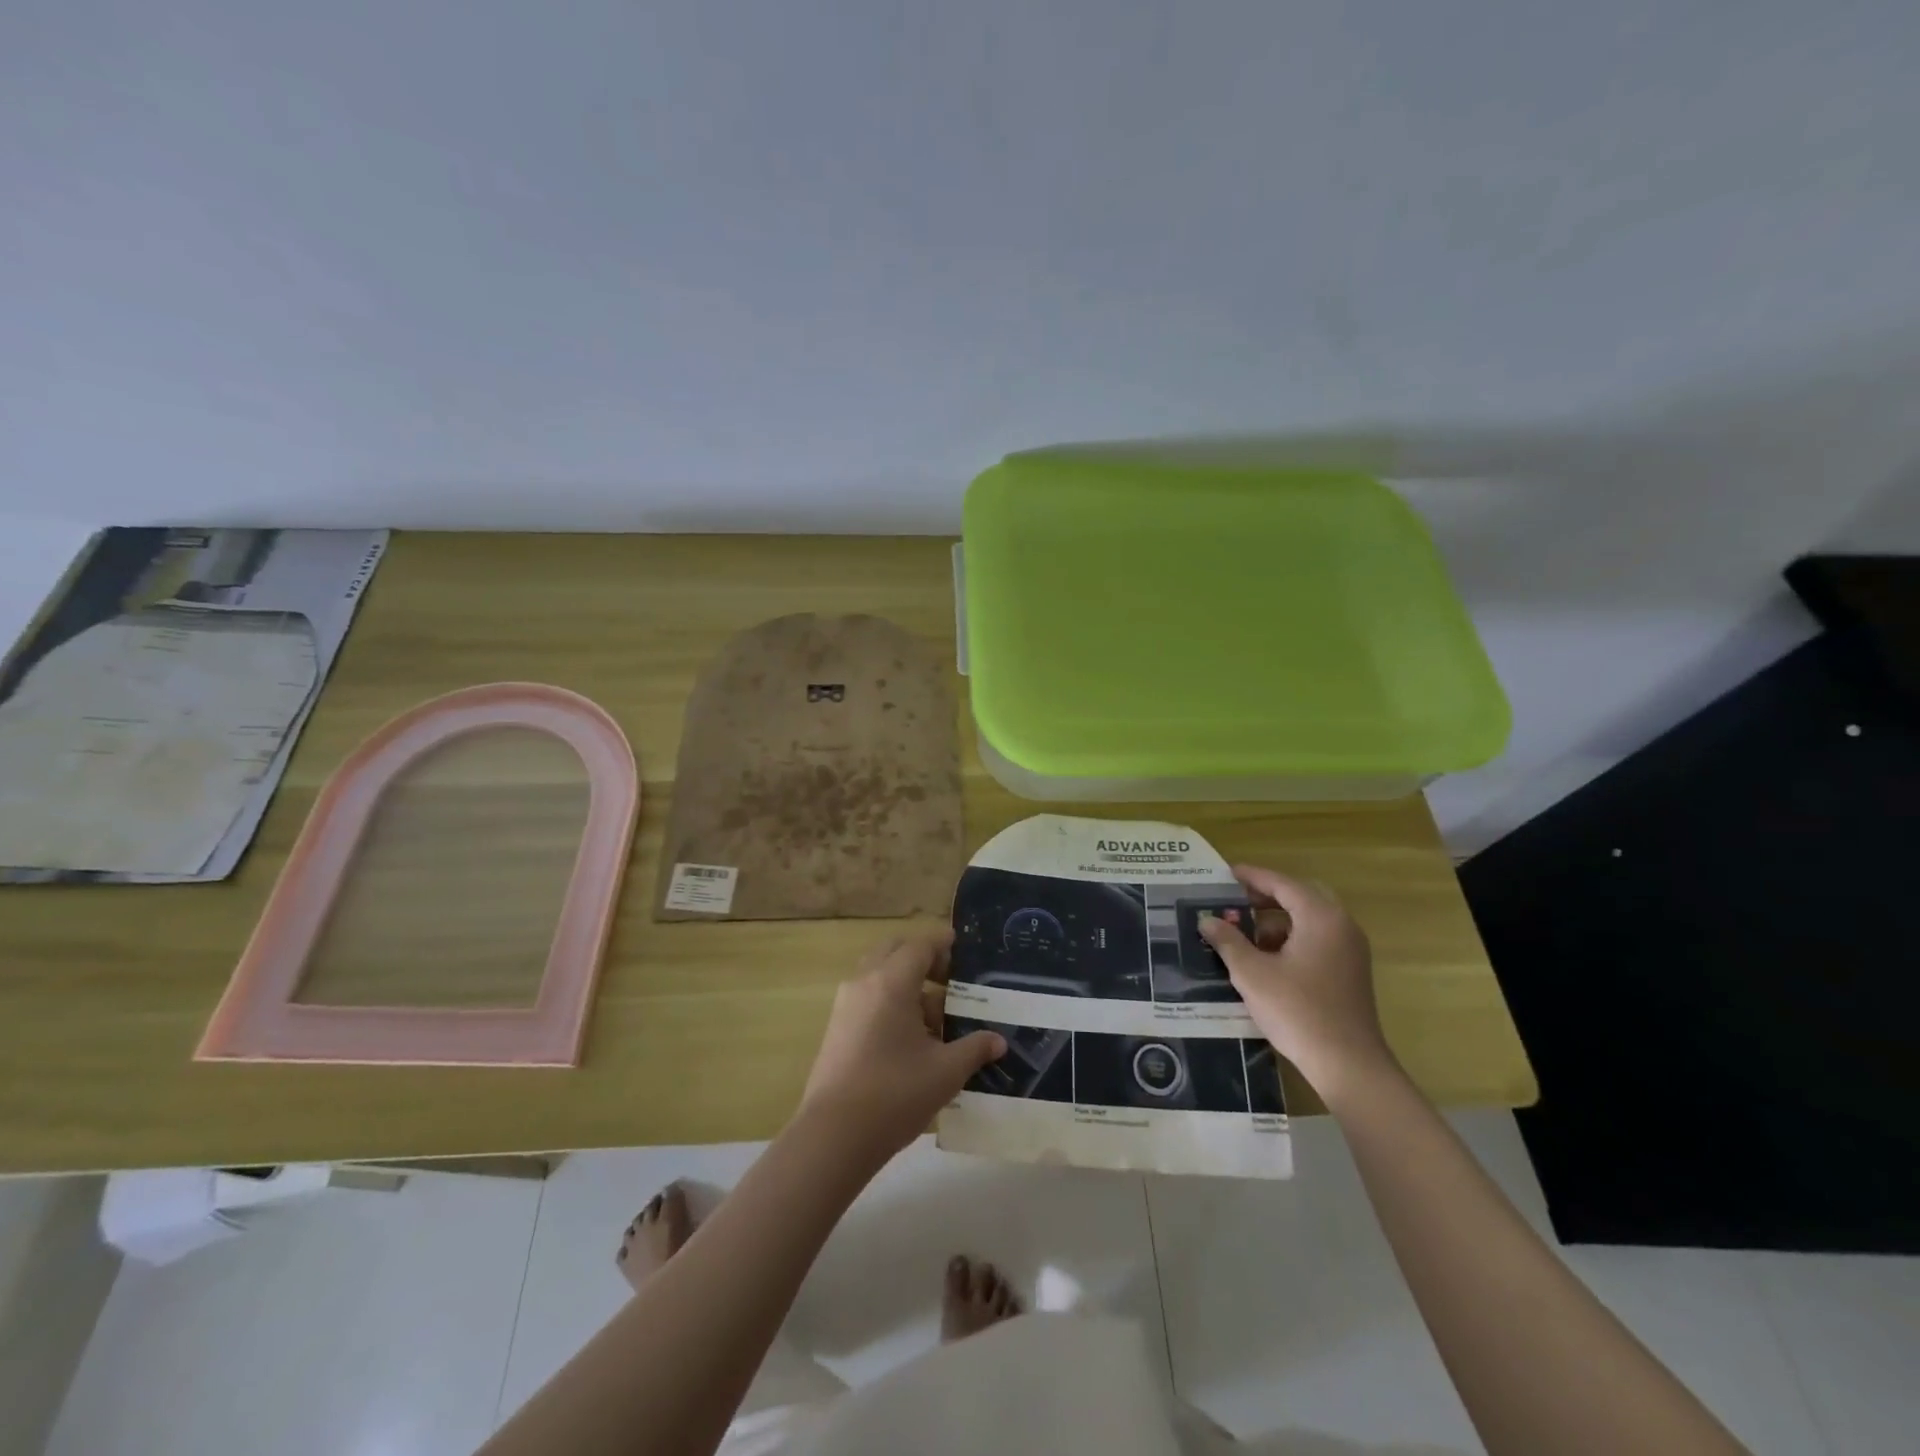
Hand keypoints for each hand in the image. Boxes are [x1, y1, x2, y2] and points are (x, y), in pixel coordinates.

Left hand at [797, 928, 1006, 1163]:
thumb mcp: (945, 1071)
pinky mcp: (837, 1029)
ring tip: (937, 1019)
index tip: (962, 948)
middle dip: (923, 959)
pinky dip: (891, 1003)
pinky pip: (869, 999)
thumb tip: (998, 1041)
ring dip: (908, 985)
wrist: (834, 1137)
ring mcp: (846, 1006)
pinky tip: (913, 1040)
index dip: (943, 944)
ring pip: (880, 976)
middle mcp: (864, 983)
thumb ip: (974, 1049)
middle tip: (950, 980)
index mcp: (891, 982)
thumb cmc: (895, 1094)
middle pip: (895, 952)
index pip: (920, 946)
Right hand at [1198, 864, 1397, 1102]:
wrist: (1348, 1065)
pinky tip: (1265, 958)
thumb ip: (1228, 941)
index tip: (1225, 873)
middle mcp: (1341, 926)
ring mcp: (1349, 950)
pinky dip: (1290, 939)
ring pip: (1309, 920)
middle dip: (1266, 897)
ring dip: (1277, 920)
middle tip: (1234, 901)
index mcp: (1321, 917)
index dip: (1252, 877)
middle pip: (1300, 896)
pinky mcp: (1349, 972)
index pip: (1282, 883)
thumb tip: (1207, 920)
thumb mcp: (1252, 973)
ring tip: (1243, 932)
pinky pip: (1317, 940)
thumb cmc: (1298, 1011)